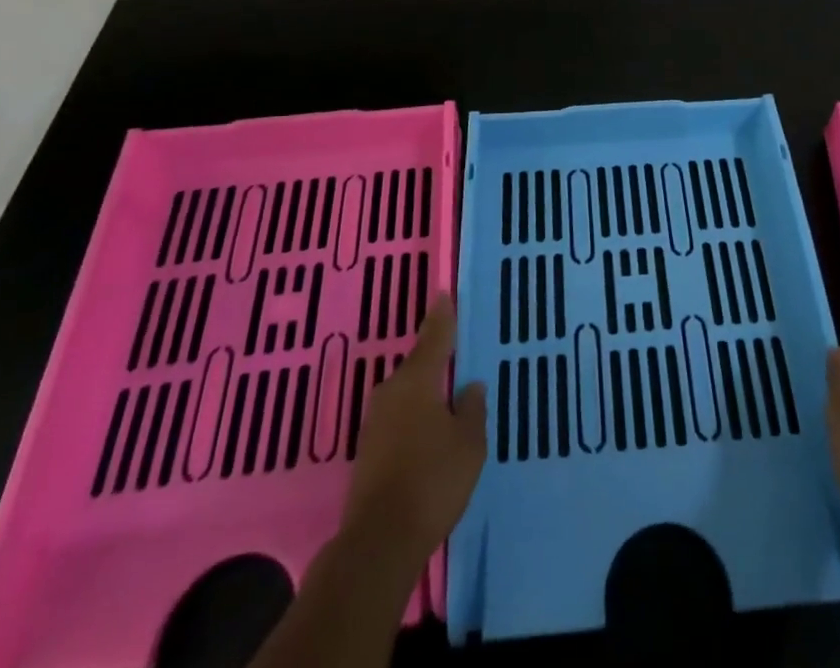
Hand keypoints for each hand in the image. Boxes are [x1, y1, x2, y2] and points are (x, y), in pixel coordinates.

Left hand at [341, 294, 487, 568]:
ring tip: (446, 395)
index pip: (434, 337)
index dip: (442, 317)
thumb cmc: (432, 482)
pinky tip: (428, 432)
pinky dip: (414, 417)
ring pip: (406, 394)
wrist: (378, 544)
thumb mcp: (468, 444)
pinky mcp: (367, 452)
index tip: (444, 295)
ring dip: (424, 392)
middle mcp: (391, 392)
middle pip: (417, 366)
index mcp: (417, 380)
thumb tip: (469, 386)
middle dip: (435, 360)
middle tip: (455, 353)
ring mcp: (374, 423)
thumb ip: (472, 410)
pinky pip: (398, 419)